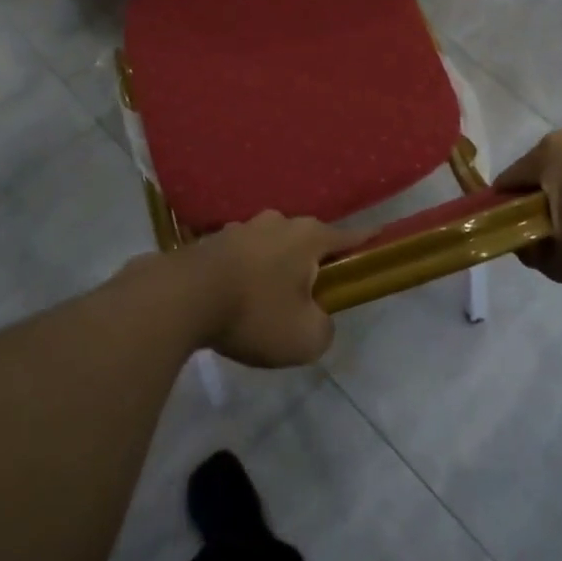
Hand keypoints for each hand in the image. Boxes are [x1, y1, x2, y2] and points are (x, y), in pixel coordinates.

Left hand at [168, 212, 353, 366]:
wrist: (182, 298)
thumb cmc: (254, 313)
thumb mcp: (306, 337)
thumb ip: (325, 328)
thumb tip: (317, 318)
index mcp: (308, 236)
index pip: (348, 236)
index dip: (366, 241)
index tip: (379, 238)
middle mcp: (278, 222)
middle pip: (307, 240)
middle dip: (313, 262)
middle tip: (313, 293)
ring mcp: (242, 228)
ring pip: (272, 246)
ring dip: (276, 267)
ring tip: (269, 300)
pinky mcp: (213, 241)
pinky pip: (243, 256)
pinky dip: (246, 273)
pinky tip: (237, 297)